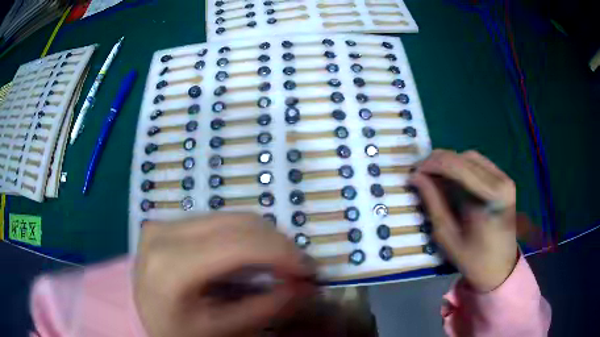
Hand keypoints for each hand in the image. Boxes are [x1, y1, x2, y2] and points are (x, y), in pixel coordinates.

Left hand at [134, 213, 316, 336]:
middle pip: (236, 224)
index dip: (282, 253)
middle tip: (297, 267)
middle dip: (277, 243)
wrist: (142, 319)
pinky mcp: (166, 222)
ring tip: (277, 263)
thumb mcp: (225, 330)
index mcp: (172, 268)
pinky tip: (249, 256)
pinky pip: (215, 220)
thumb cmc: (180, 332)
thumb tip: (307, 285)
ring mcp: (163, 223)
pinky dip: (242, 235)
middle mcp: (164, 234)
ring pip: (229, 217)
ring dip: (262, 238)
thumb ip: (268, 307)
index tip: (309, 269)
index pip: (238, 246)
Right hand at [410, 149, 518, 291]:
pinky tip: (452, 180)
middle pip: (464, 157)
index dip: (432, 164)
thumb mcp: (448, 236)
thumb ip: (433, 202)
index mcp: (492, 196)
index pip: (457, 166)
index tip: (413, 172)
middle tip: (421, 174)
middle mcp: (501, 180)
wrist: (500, 268)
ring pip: (470, 157)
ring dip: (450, 163)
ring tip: (434, 177)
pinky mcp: (504, 180)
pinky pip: (479, 164)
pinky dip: (461, 167)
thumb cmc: (474, 259)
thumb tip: (415, 176)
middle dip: (439, 162)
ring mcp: (505, 178)